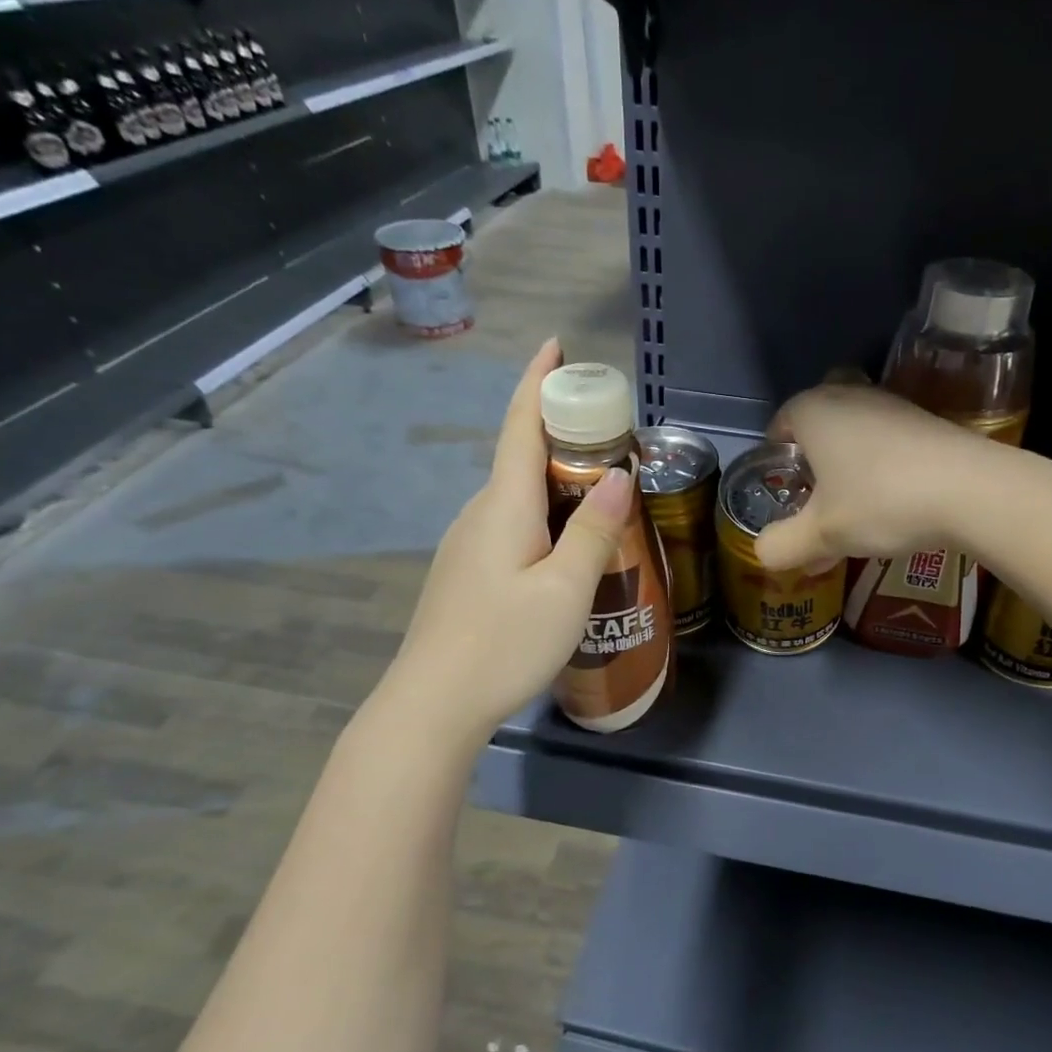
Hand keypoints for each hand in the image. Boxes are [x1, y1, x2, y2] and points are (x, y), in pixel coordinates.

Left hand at [390, 339, 629, 738]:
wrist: (433, 705)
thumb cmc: (504, 643)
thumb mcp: (565, 590)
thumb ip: (594, 532)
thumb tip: (618, 476)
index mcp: (504, 506)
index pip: (521, 427)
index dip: (538, 383)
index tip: (555, 346)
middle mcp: (480, 514)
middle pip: (521, 458)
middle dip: (561, 433)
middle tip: (611, 436)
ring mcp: (467, 545)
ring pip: (517, 496)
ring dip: (556, 480)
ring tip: (600, 494)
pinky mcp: (466, 573)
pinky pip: (510, 524)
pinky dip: (543, 514)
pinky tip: (565, 547)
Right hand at [755, 383, 996, 571]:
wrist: (972, 490)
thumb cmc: (880, 502)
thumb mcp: (822, 534)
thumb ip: (783, 545)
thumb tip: (764, 552)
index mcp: (814, 411)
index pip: (780, 423)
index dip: (776, 458)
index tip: (784, 491)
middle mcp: (851, 396)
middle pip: (819, 420)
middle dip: (813, 454)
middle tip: (816, 493)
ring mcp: (894, 405)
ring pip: (856, 430)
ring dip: (849, 464)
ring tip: (854, 511)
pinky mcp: (928, 421)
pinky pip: (889, 440)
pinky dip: (882, 466)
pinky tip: (892, 504)